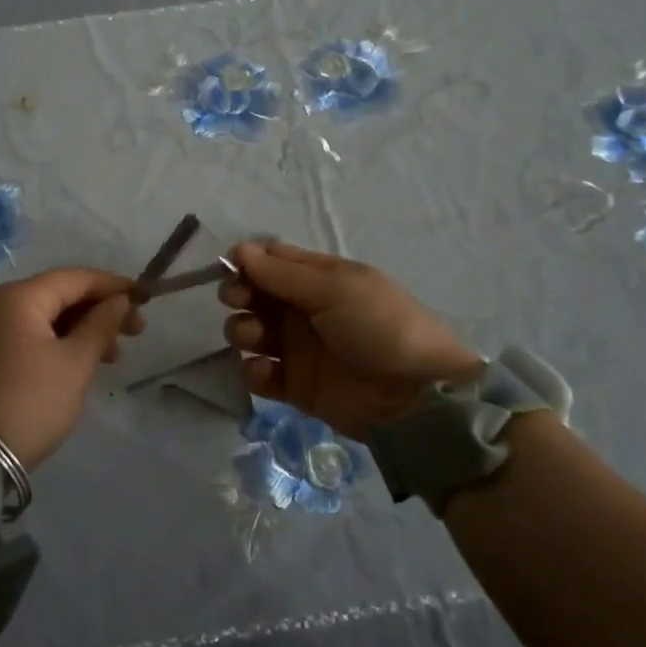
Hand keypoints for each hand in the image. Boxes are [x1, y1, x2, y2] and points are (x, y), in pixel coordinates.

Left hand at [0, 268, 144, 469]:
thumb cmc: (33, 401)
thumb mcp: (76, 362)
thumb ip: (101, 324)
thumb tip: (120, 300)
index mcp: (19, 297)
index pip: (75, 278)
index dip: (112, 285)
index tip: (144, 298)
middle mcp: (1, 304)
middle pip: (61, 295)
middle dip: (101, 310)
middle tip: (137, 330)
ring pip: (49, 317)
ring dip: (84, 329)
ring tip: (116, 354)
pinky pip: (34, 335)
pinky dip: (62, 342)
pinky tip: (86, 360)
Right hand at [220, 241, 480, 440]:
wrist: (416, 396)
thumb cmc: (378, 326)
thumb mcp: (335, 288)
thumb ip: (282, 272)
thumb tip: (239, 250)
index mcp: (319, 278)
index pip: (273, 260)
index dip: (249, 261)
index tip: (229, 267)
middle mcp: (304, 309)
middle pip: (256, 294)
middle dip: (239, 293)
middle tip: (238, 300)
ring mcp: (299, 349)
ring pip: (251, 332)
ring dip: (243, 330)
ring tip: (256, 338)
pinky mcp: (295, 386)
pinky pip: (260, 374)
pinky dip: (254, 370)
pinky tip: (265, 371)